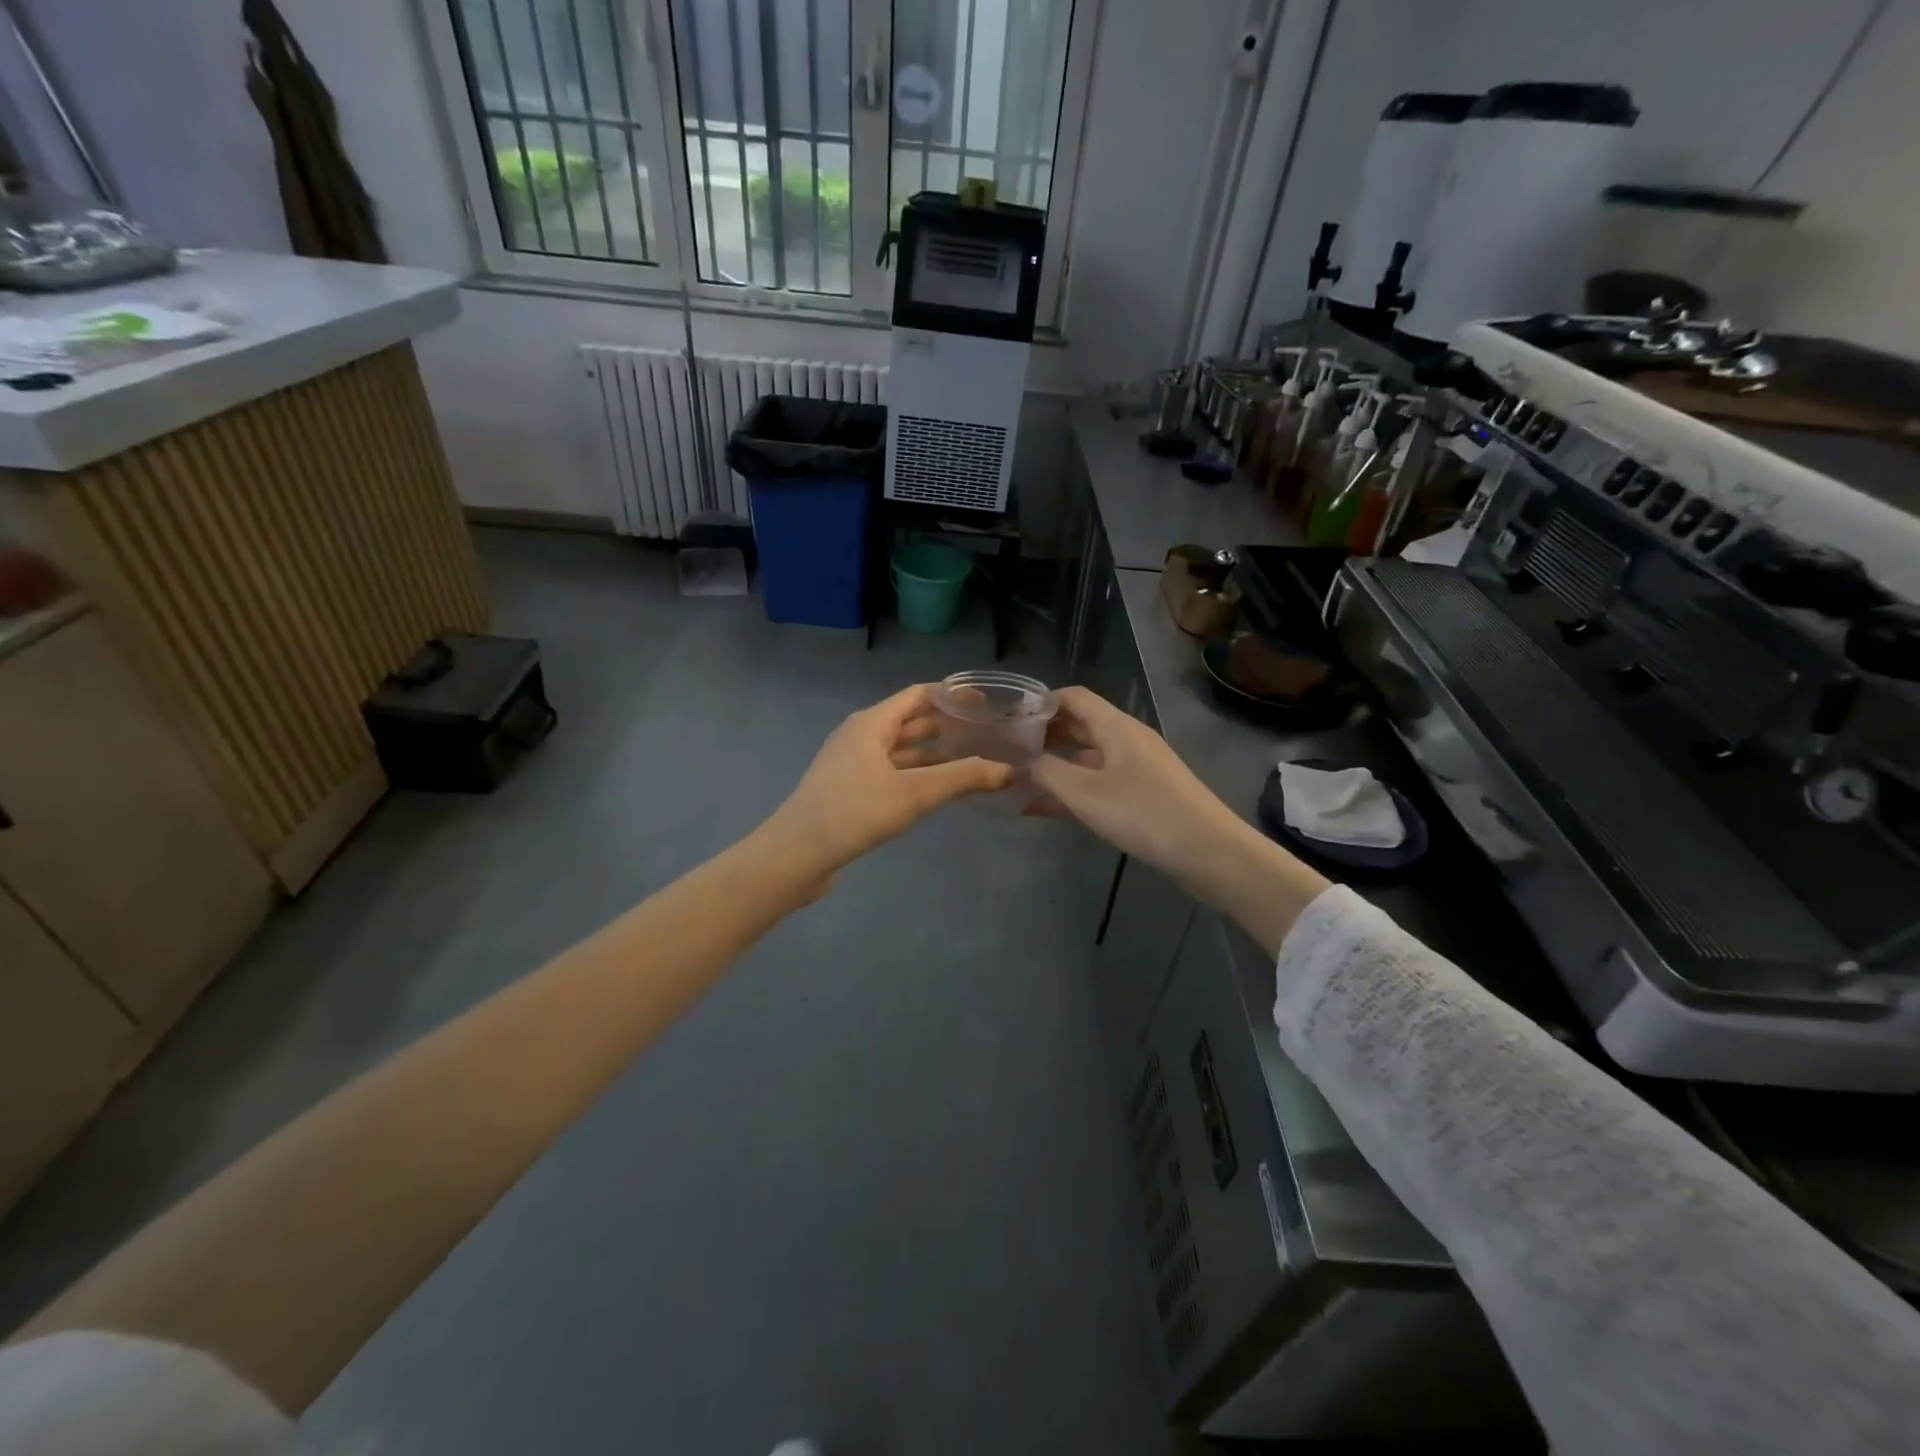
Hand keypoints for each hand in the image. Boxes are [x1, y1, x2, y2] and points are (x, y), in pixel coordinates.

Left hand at [760, 684, 1013, 882]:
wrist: (796, 854)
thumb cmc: (854, 811)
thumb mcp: (914, 793)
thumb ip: (963, 778)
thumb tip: (1010, 771)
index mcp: (872, 723)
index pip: (919, 695)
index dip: (952, 695)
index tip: (987, 703)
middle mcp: (861, 735)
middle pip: (910, 721)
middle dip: (947, 725)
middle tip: (987, 733)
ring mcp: (852, 763)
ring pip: (901, 750)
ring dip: (933, 753)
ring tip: (971, 760)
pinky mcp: (849, 790)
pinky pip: (891, 771)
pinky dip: (917, 774)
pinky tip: (938, 789)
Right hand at [1028, 686, 1246, 877]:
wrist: (1208, 852)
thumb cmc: (1143, 813)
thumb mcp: (1085, 793)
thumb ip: (1047, 772)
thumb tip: (1023, 763)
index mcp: (1116, 727)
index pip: (1073, 697)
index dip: (1040, 702)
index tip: (1008, 719)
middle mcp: (1127, 739)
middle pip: (1079, 725)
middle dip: (1043, 736)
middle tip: (1007, 752)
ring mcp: (1137, 768)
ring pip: (1087, 758)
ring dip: (1055, 767)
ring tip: (1018, 782)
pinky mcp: (1143, 795)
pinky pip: (1099, 784)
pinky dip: (1073, 791)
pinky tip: (1045, 809)